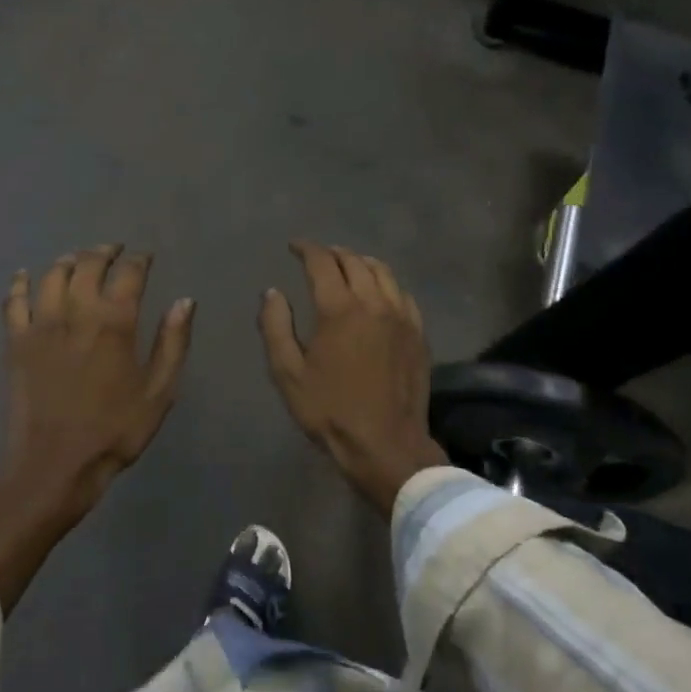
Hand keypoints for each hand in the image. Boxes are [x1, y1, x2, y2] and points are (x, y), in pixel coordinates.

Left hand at [0, 246, 193, 610]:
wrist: (54, 465)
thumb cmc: (114, 431)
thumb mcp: (158, 392)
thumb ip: (173, 343)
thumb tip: (185, 301)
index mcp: (115, 322)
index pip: (129, 273)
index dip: (139, 260)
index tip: (145, 257)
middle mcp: (77, 312)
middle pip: (88, 264)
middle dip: (104, 252)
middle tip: (114, 250)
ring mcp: (41, 324)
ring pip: (52, 275)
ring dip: (67, 261)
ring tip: (77, 260)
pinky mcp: (15, 342)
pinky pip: (13, 301)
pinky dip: (19, 283)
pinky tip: (24, 275)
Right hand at [259, 242, 447, 515]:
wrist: (386, 445)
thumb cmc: (330, 410)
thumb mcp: (288, 373)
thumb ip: (275, 327)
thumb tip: (272, 292)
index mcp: (339, 309)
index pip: (322, 262)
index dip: (306, 248)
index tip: (294, 246)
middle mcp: (373, 302)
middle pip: (354, 261)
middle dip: (333, 253)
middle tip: (318, 256)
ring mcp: (401, 316)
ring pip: (383, 272)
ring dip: (361, 262)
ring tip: (348, 265)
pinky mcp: (418, 333)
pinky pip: (402, 293)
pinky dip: (386, 283)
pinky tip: (378, 292)